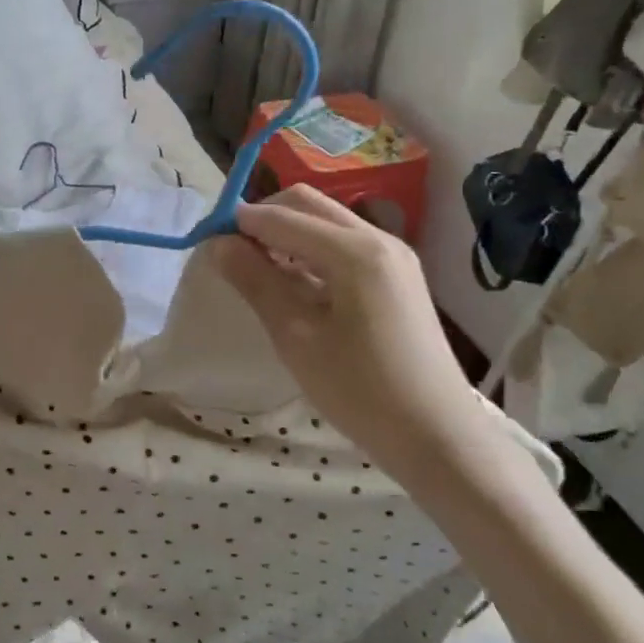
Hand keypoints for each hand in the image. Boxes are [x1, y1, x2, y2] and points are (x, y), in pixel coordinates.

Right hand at [212, 187, 480, 488]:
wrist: (437, 437)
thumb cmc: (360, 390)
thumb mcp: (296, 336)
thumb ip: (256, 281)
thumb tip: (218, 244)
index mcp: (355, 251)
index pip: (282, 217)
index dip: (239, 223)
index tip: (206, 241)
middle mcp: (379, 238)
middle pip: (308, 205)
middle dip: (265, 218)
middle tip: (232, 252)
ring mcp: (394, 256)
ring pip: (327, 222)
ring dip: (288, 233)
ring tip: (258, 270)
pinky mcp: (399, 276)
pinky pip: (345, 244)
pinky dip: (312, 251)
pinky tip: (295, 283)